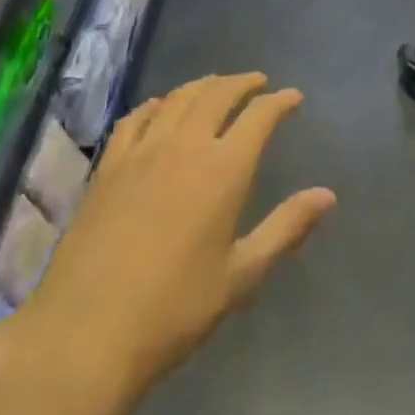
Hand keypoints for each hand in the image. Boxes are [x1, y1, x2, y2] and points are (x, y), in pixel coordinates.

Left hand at [15, 74, 335, 392]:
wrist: (86, 333)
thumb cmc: (174, 310)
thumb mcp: (240, 276)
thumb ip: (285, 228)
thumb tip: (328, 194)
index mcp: (224, 169)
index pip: (259, 117)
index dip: (279, 102)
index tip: (293, 97)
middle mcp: (186, 145)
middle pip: (218, 95)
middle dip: (242, 83)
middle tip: (257, 82)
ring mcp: (143, 150)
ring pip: (179, 98)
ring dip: (204, 85)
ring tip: (217, 85)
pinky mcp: (109, 164)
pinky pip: (137, 117)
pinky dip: (156, 104)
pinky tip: (160, 107)